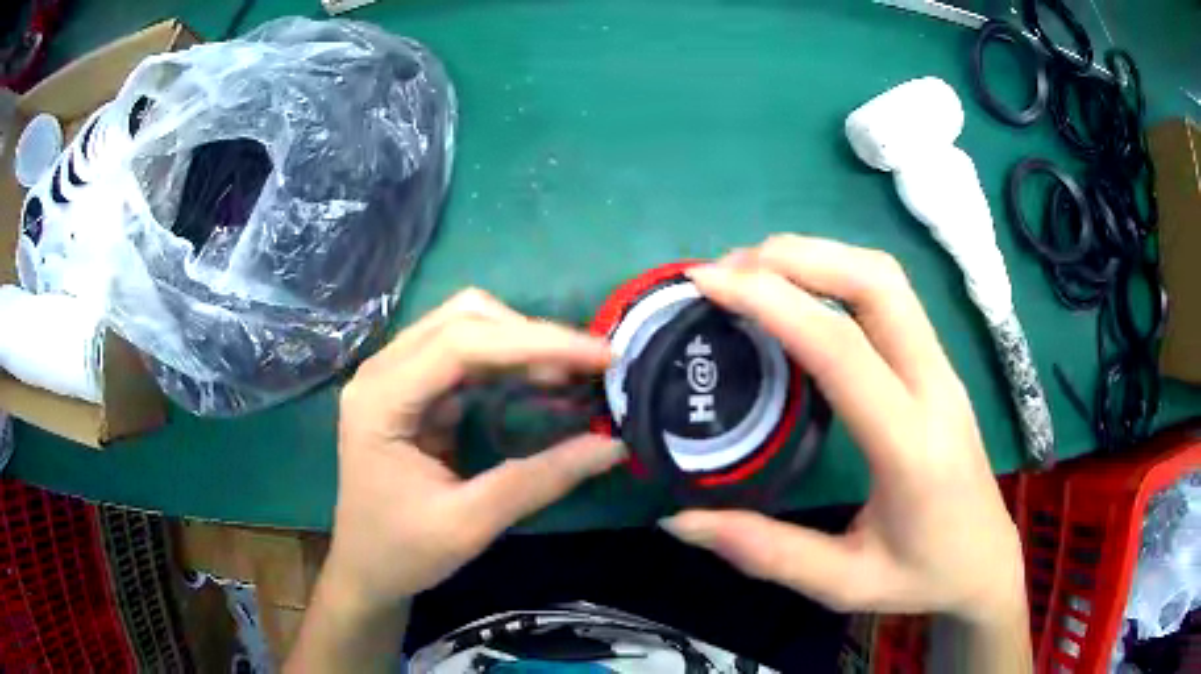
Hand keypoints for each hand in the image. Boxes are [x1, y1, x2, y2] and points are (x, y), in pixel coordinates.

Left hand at [326, 289, 624, 612]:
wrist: (365, 569)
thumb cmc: (403, 552)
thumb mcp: (470, 524)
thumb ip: (539, 480)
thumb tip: (612, 443)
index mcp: (381, 399)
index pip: (460, 343)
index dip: (535, 342)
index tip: (600, 357)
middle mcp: (382, 371)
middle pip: (462, 319)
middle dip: (532, 335)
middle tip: (590, 367)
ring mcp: (394, 375)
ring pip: (465, 326)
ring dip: (522, 342)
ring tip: (572, 373)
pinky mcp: (412, 388)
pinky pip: (465, 353)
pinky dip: (509, 360)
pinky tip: (541, 381)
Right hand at [661, 236, 1024, 625]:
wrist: (988, 563)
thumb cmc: (924, 577)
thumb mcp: (843, 584)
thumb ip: (765, 551)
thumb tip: (679, 522)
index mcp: (911, 445)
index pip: (842, 348)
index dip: (771, 302)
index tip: (707, 283)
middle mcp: (935, 387)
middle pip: (877, 282)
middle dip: (798, 257)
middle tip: (729, 271)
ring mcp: (942, 369)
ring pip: (887, 279)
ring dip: (819, 257)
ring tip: (754, 273)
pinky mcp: (938, 366)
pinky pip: (890, 298)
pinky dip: (837, 276)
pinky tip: (801, 296)